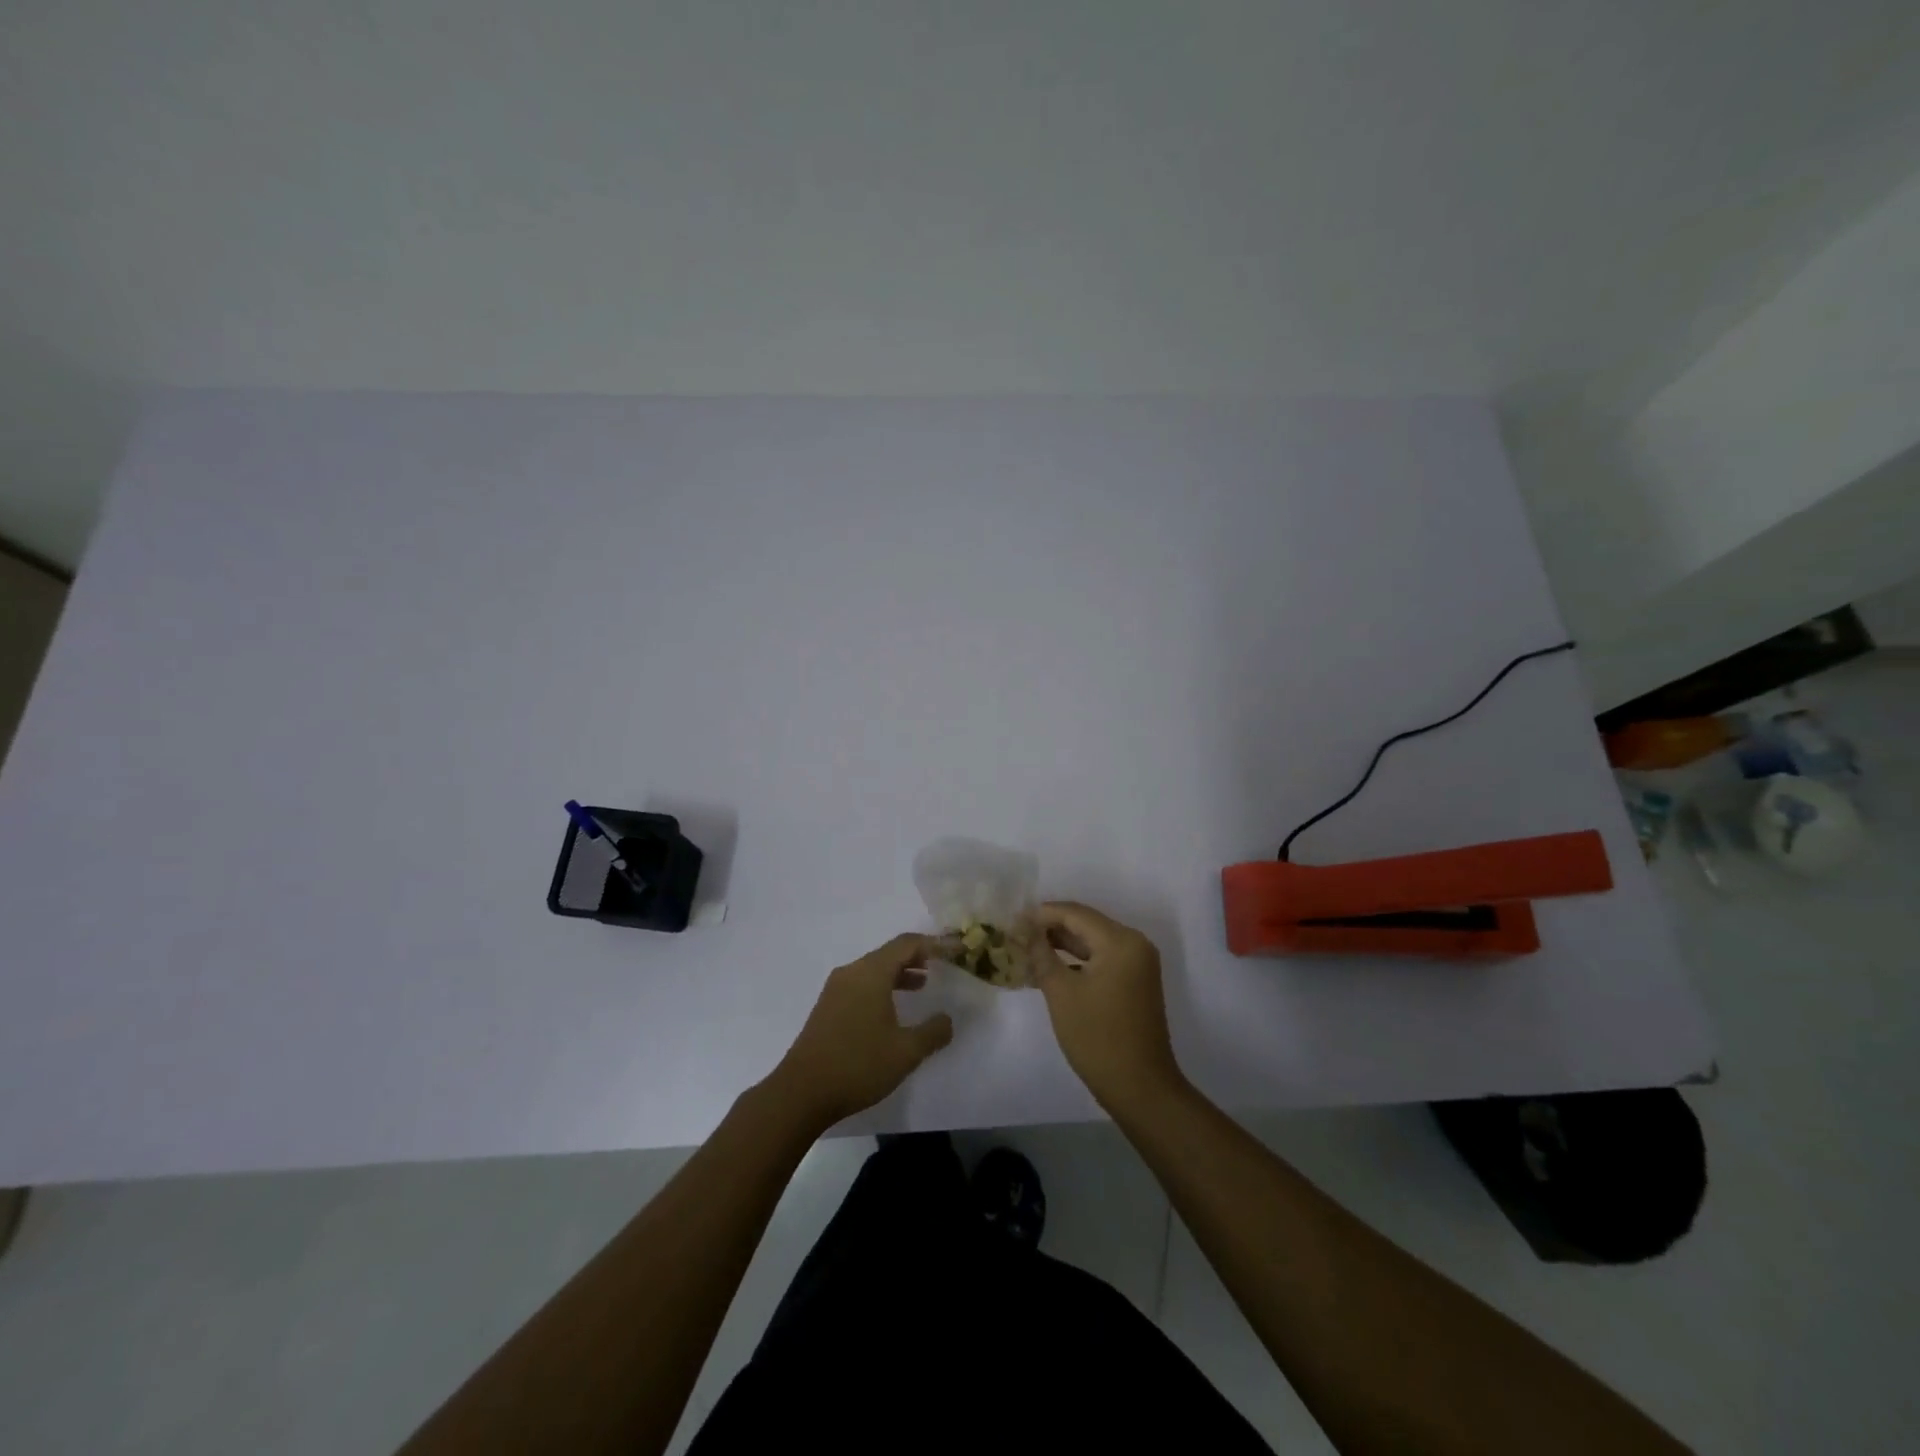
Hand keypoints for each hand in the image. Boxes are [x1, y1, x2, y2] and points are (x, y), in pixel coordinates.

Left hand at [767, 934, 954, 1131]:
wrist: (801, 1092)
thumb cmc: (858, 1065)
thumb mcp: (905, 1052)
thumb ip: (932, 1032)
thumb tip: (947, 1019)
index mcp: (871, 973)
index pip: (907, 944)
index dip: (935, 944)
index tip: (956, 950)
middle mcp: (852, 972)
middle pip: (889, 953)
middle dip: (917, 957)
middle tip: (941, 966)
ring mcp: (835, 989)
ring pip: (874, 969)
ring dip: (899, 973)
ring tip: (922, 985)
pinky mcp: (827, 1007)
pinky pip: (861, 984)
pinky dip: (882, 987)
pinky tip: (892, 1010)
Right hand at [1033, 902, 1183, 1112]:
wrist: (1140, 1088)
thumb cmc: (1098, 1037)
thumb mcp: (1061, 993)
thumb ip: (1041, 955)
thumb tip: (1025, 931)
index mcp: (1121, 941)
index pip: (1075, 914)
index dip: (1042, 914)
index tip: (1012, 920)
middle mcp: (1135, 944)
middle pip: (1086, 925)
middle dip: (1051, 928)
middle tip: (1016, 934)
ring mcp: (1138, 964)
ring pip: (1093, 943)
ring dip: (1062, 945)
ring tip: (1027, 949)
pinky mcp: (1135, 982)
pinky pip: (1101, 960)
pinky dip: (1077, 962)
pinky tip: (1050, 969)